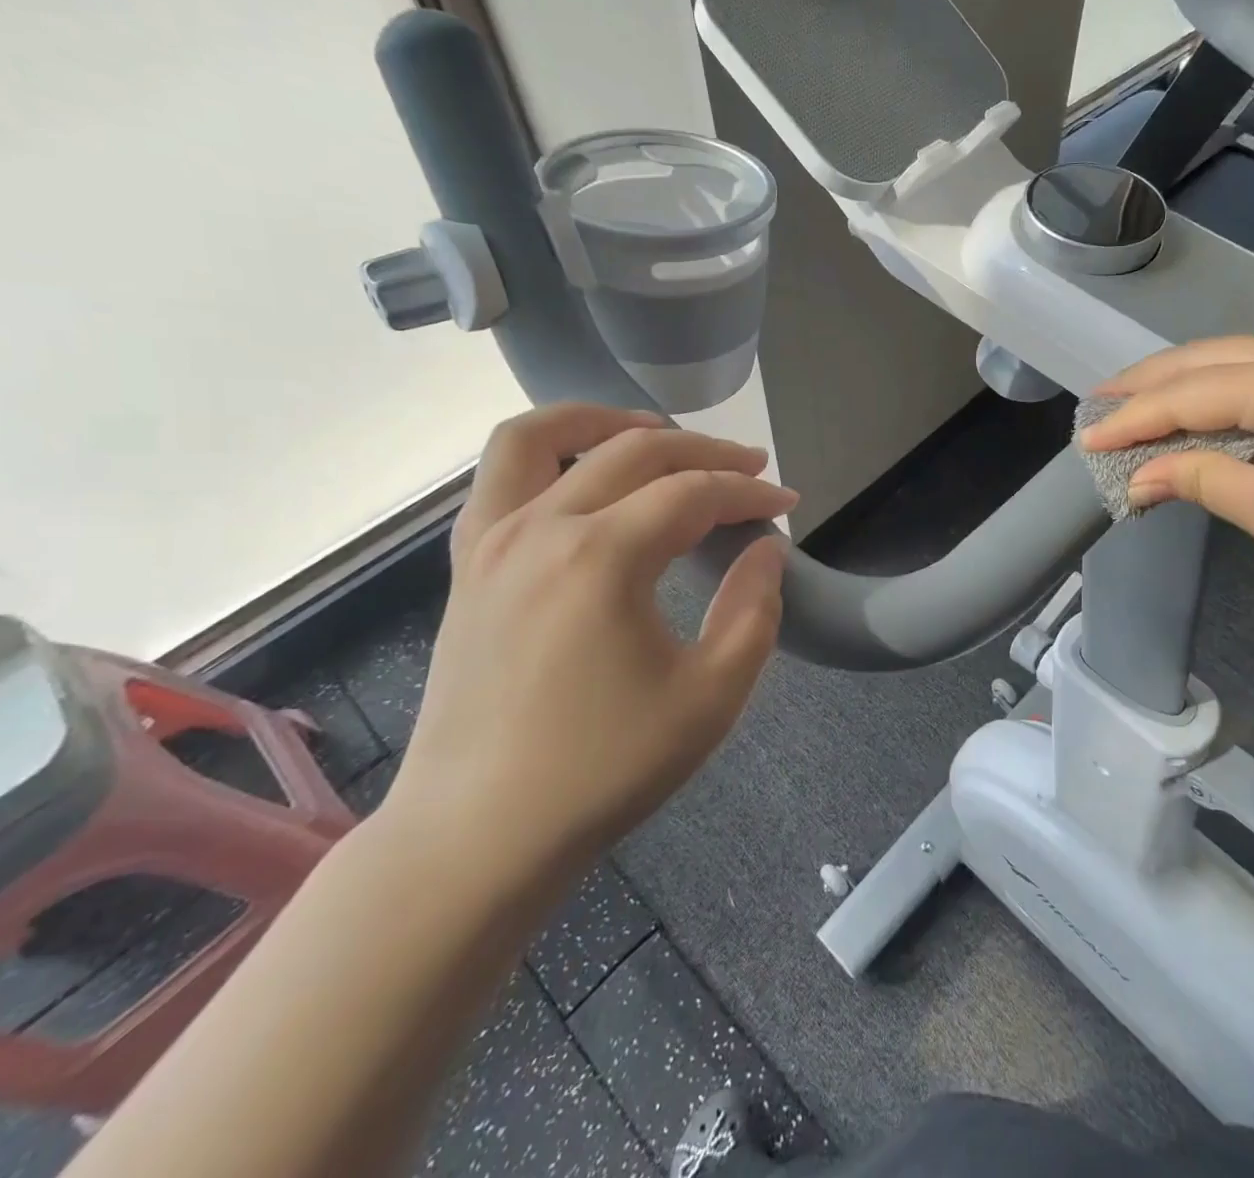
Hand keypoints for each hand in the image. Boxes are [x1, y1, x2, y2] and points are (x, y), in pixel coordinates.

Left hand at [384, 404, 798, 874]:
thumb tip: (766, 550)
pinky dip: (547, 451)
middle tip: (749, 470)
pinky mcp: (467, 565)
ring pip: (541, 435)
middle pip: (635, 451)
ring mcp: (492, 541)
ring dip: (606, 419)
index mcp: (603, 557)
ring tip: (655, 430)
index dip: (750, 493)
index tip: (787, 505)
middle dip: (704, 453)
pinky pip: (499, 476)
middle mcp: (541, 527)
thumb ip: (754, 611)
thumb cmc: (603, 769)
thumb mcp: (710, 697)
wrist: (478, 835)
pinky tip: (583, 475)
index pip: (694, 495)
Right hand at [1080, 337, 1253, 643]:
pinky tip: (1213, 406)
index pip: (1189, 394)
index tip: (1085, 437)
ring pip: (1247, 359)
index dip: (1132, 419)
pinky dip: (1235, 388)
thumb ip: (1196, 477)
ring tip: (1143, 400)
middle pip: (1212, 358)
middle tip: (1101, 402)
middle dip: (1151, 381)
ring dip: (1191, 379)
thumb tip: (1138, 475)